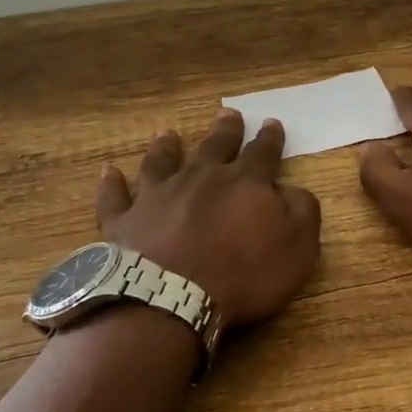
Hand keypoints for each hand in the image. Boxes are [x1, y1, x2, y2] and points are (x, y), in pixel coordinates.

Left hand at [97, 110, 321, 327]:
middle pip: (214, 147)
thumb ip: (301, 212)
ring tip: (168, 133)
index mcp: (244, 183)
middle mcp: (199, 178)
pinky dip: (112, 184)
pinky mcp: (123, 221)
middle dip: (225, 130)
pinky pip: (115, 197)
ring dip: (166, 147)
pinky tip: (109, 172)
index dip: (269, 138)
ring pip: (161, 162)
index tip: (271, 122)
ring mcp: (157, 196)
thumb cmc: (243, 274)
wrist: (172, 297)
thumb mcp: (297, 248)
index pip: (262, 153)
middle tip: (228, 114)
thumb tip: (292, 190)